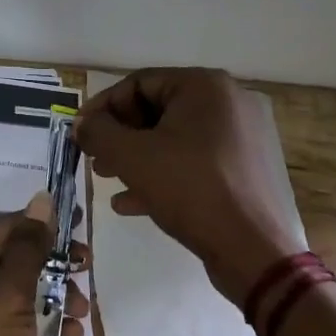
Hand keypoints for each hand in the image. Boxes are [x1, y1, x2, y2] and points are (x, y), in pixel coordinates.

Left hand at [0, 194, 89, 335]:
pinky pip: (32, 328)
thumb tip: (42, 198)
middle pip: (20, 261)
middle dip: (54, 265)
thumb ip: (31, 247)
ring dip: (59, 298)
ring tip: (82, 310)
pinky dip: (53, 328)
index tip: (81, 221)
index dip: (43, 226)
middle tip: (86, 266)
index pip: (7, 229)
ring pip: (30, 295)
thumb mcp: (8, 292)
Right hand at [76, 68, 307, 307]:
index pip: (138, 83)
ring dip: (136, 157)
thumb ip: (98, 132)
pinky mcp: (243, 169)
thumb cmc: (189, 188)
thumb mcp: (131, 156)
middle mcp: (226, 102)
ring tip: (108, 178)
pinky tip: (131, 202)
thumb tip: (82, 124)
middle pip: (156, 110)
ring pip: (173, 138)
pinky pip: (193, 161)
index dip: (103, 107)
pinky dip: (162, 174)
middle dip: (120, 135)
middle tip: (95, 158)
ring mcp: (239, 137)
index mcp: (203, 86)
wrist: (253, 251)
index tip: (81, 133)